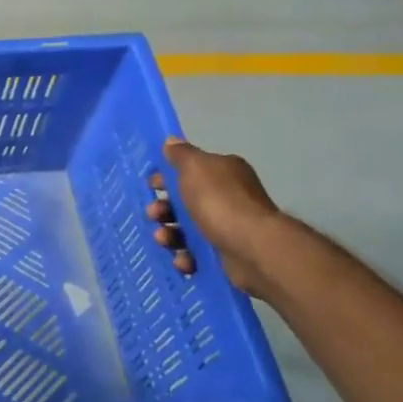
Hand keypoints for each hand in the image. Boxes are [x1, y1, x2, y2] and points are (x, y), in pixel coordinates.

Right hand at [146, 136, 282, 296]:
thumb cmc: (220, 202)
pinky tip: (183, 260)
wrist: (252, 248)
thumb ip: (181, 154)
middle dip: (163, 210)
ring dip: (170, 235)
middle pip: (184, 202)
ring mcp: (227, 227)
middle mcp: (227, 197)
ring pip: (186, 230)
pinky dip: (186, 257)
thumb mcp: (195, 168)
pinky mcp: (225, 254)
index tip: (150, 186)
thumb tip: (171, 141)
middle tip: (154, 215)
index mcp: (222, 173)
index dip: (166, 178)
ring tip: (164, 240)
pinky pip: (197, 254)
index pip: (189, 170)